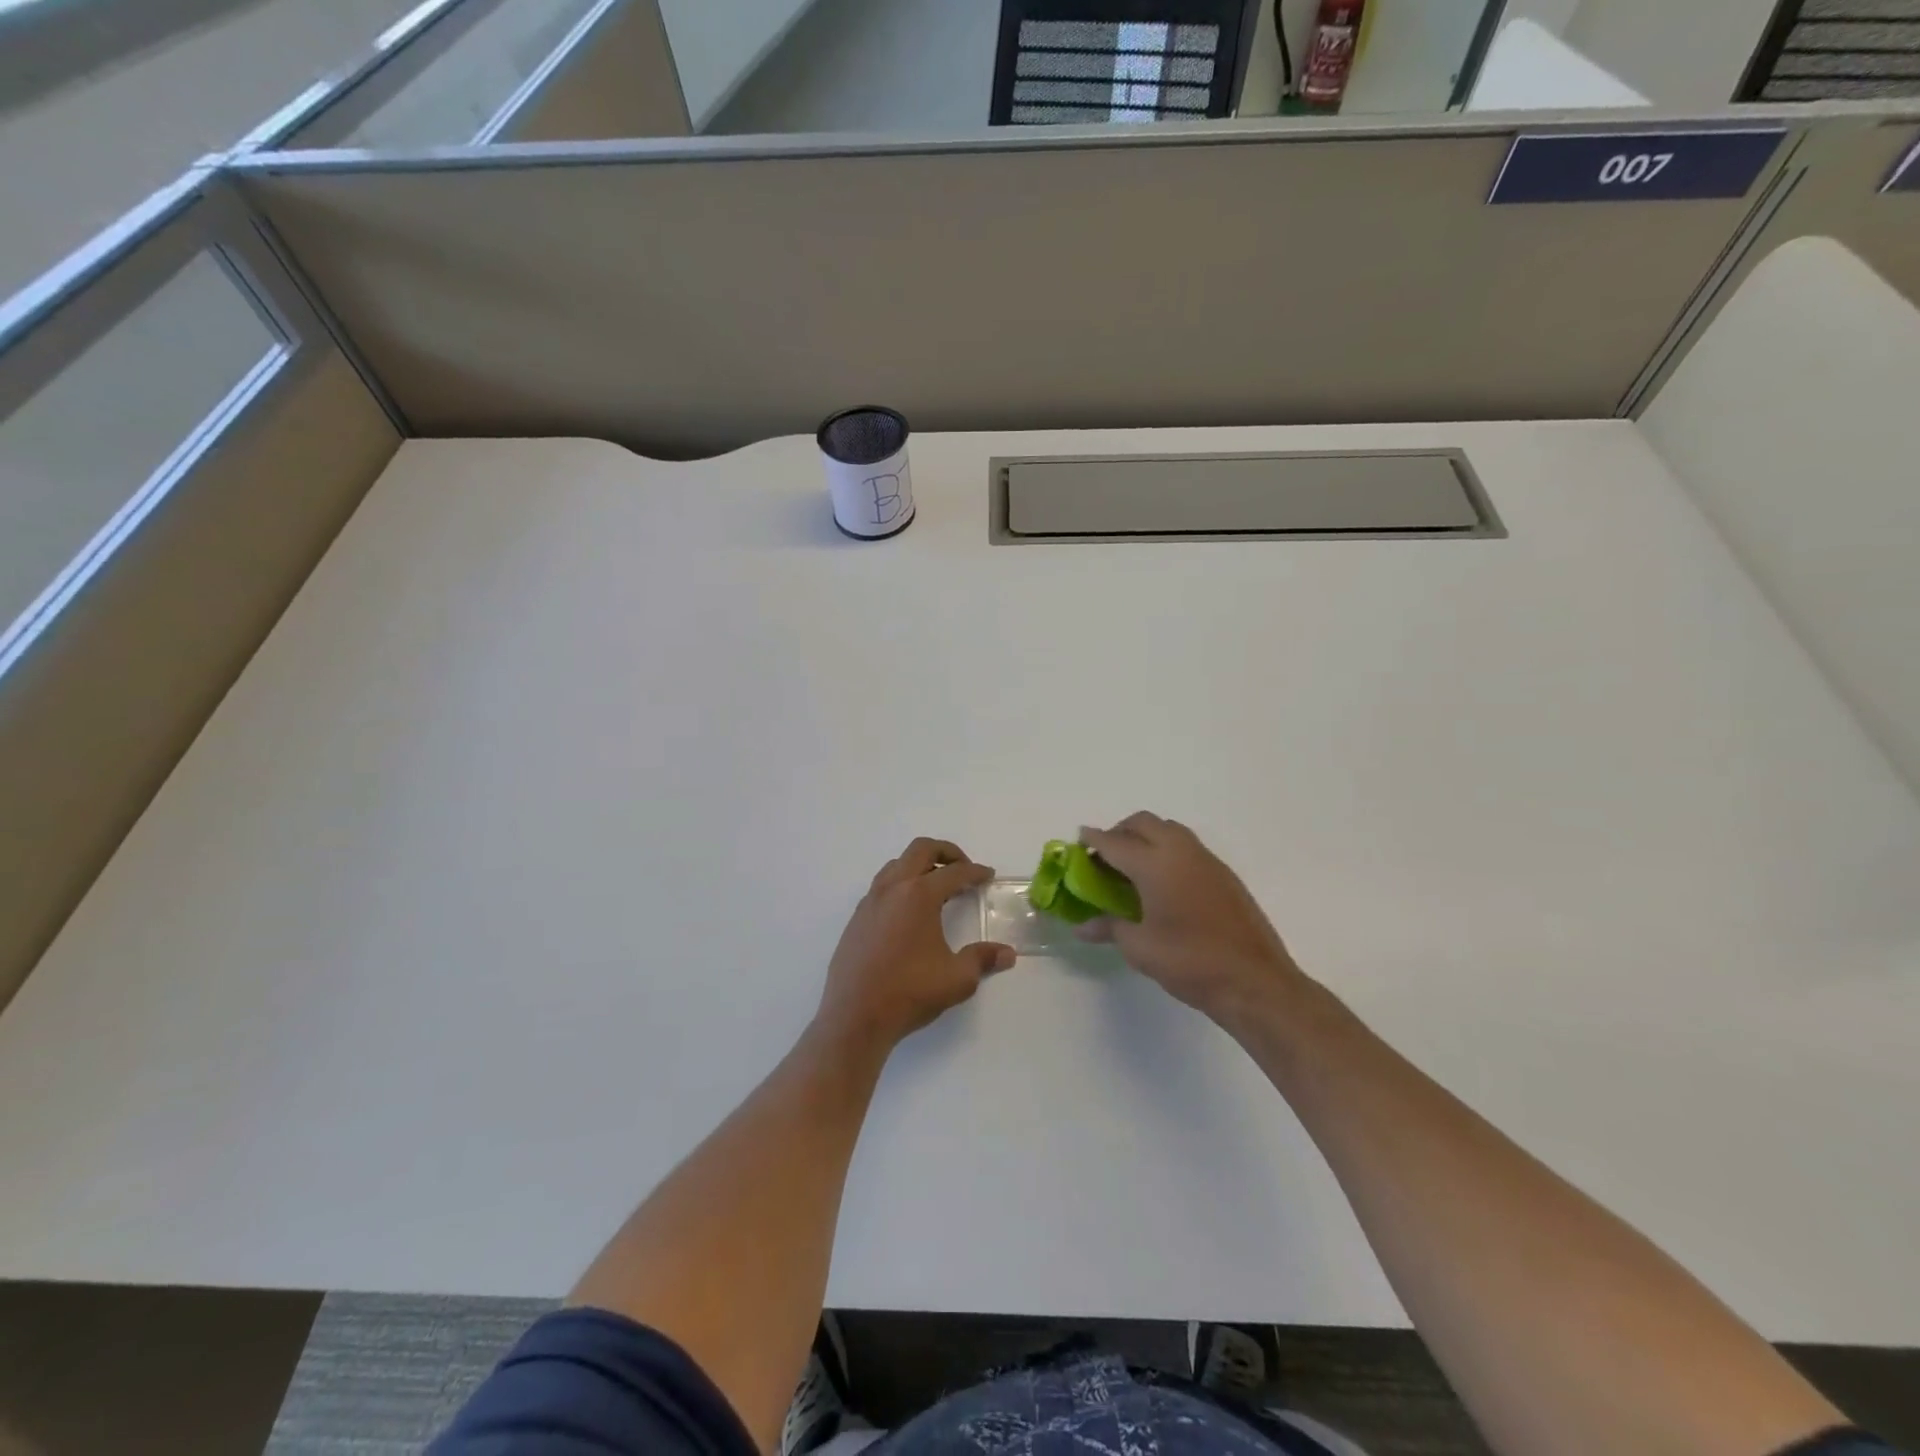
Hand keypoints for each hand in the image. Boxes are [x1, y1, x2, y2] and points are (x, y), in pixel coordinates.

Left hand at [817, 838, 1016, 1053]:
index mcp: (919, 895)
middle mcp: (893, 888)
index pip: (954, 872)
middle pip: (921, 849)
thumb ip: (983, 959)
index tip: (987, 875)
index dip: (975, 872)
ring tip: (937, 886)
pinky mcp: (857, 918)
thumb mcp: (957, 979)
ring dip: (920, 865)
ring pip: (897, 864)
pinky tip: (909, 911)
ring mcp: (870, 901)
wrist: (855, 1016)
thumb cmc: (909, 993)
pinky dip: (901, 884)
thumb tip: (1007, 954)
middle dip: (946, 852)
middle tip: (963, 868)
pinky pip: (882, 885)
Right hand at [1077, 813, 1312, 1030]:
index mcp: (1154, 864)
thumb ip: (1109, 927)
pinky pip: (1187, 846)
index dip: (1093, 840)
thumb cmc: (1189, 962)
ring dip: (1145, 836)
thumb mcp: (1139, 948)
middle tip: (1104, 856)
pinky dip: (1166, 850)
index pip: (1114, 842)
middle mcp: (1180, 851)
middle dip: (1119, 832)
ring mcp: (1206, 859)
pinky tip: (1162, 882)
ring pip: (1168, 830)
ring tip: (1132, 866)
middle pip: (1143, 823)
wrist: (1254, 980)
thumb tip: (1081, 926)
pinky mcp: (1223, 873)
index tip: (1078, 840)